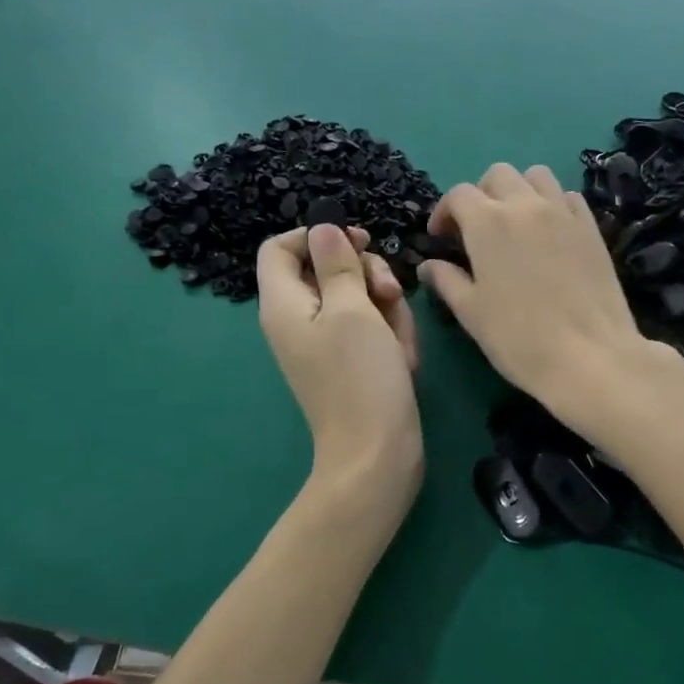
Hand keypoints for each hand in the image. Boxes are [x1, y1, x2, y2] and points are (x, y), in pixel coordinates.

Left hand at [257, 224, 421, 496]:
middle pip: (327, 269)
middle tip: (388, 291)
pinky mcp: (351, 362)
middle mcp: (298, 320)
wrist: (377, 455)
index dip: (316, 236)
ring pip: (358, 298)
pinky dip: (390, 335)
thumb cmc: (361, 377)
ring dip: (387, 308)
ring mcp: (326, 343)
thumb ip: (337, 264)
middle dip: (365, 274)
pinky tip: (403, 358)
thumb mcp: (353, 309)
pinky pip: (370, 328)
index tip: (356, 243)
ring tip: (399, 339)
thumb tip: (323, 228)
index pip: (279, 247)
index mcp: (284, 304)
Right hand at [419, 164, 683, 439]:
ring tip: (514, 223)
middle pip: (498, 175)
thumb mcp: (471, 312)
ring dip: (518, 190)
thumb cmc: (518, 338)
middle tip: (476, 229)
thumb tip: (428, 265)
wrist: (589, 356)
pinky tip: (548, 232)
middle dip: (480, 194)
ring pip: (536, 176)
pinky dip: (552, 203)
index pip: (458, 194)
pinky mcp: (591, 227)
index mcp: (488, 223)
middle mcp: (525, 205)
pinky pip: (567, 197)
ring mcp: (563, 213)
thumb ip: (446, 280)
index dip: (444, 212)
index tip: (441, 238)